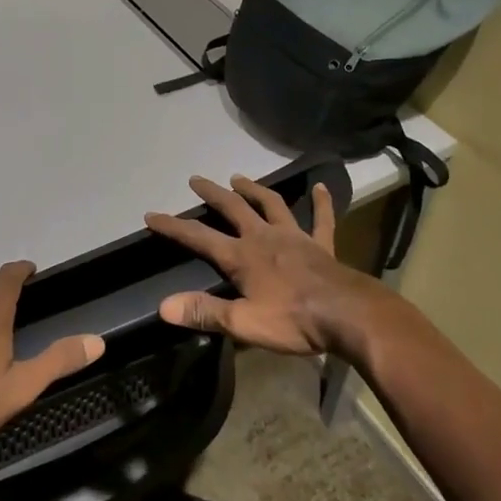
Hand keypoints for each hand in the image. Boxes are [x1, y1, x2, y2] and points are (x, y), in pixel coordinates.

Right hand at [144, 174, 383, 357]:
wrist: (348, 316)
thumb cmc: (294, 321)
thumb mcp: (244, 323)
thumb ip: (204, 312)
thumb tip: (164, 306)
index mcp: (242, 257)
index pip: (199, 237)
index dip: (174, 227)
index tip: (152, 215)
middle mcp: (264, 238)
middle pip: (233, 208)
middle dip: (212, 194)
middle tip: (196, 179)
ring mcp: (295, 238)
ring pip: (271, 205)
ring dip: (254, 189)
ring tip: (239, 177)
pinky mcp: (321, 245)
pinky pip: (321, 220)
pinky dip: (321, 203)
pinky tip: (321, 188)